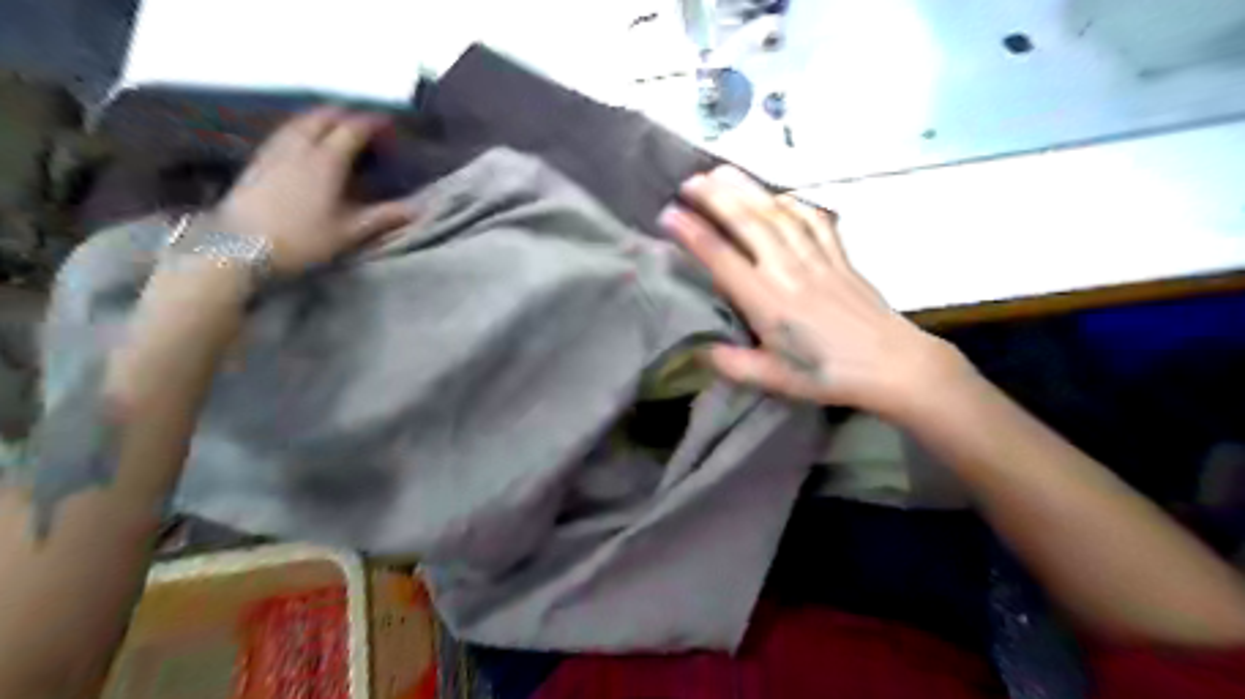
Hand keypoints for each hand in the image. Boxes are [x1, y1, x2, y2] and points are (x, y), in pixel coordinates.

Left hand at [208, 107, 411, 274]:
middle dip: (348, 115)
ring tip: (338, 128)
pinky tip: (307, 143)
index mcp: (326, 161)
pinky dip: (303, 128)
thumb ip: (385, 216)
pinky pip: (286, 131)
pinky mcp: (259, 160)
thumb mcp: (350, 232)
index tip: (390, 124)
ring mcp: (275, 150)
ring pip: (302, 120)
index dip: (373, 123)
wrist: (241, 248)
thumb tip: (420, 209)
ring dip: (323, 118)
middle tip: (365, 126)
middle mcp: (300, 147)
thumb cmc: (303, 240)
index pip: (353, 129)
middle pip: (324, 116)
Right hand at [656, 163, 967, 413]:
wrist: (893, 364)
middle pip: (748, 222)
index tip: (668, 214)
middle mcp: (787, 270)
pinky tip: (779, 195)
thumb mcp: (774, 380)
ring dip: (747, 188)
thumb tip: (698, 350)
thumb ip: (732, 364)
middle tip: (689, 180)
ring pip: (777, 213)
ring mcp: (816, 258)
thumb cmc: (829, 375)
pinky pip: (813, 219)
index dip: (692, 233)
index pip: (721, 258)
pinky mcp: (839, 256)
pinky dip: (793, 201)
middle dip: (715, 197)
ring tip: (722, 171)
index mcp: (766, 302)